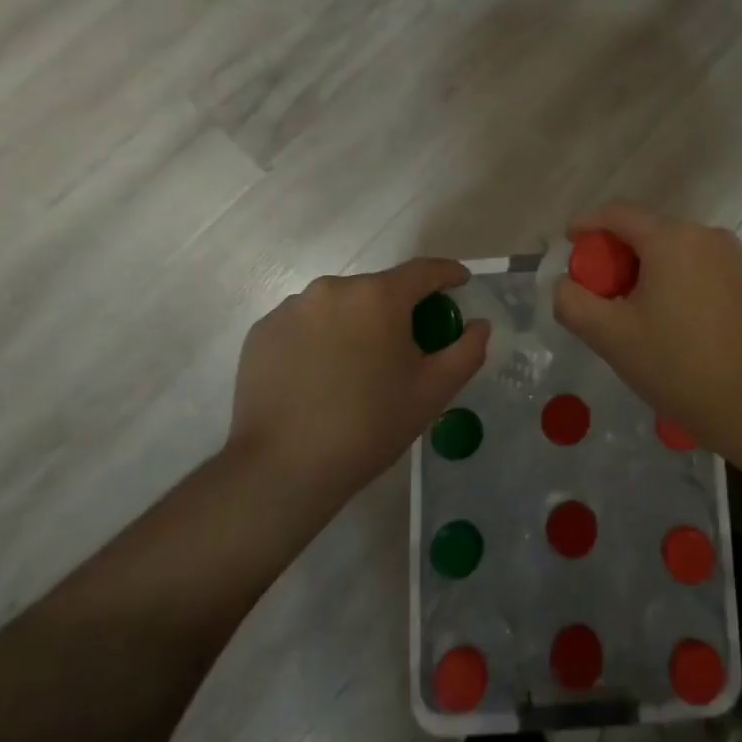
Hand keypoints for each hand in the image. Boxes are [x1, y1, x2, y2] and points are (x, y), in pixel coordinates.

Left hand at [227, 260, 489, 514]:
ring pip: (339, 306)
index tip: (461, 283)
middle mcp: (333, 289)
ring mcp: (292, 308)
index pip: (424, 271)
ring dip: (356, 323)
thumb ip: (467, 350)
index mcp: (378, 296)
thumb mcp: (433, 392)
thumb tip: (479, 325)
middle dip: (398, 309)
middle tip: (407, 346)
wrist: (282, 470)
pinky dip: (320, 339)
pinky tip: (320, 377)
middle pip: (379, 290)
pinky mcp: (262, 332)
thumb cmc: (369, 426)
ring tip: (358, 367)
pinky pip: (304, 324)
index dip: (448, 274)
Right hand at [553, 203, 741, 455]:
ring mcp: (736, 257)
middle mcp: (707, 234)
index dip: (587, 224)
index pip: (618, 213)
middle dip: (619, 256)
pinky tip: (680, 324)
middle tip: (602, 293)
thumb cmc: (679, 366)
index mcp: (671, 238)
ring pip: (679, 252)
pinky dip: (682, 283)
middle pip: (649, 232)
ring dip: (652, 271)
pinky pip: (705, 270)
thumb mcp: (611, 337)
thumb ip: (573, 302)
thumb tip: (564, 283)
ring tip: (641, 314)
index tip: (569, 242)